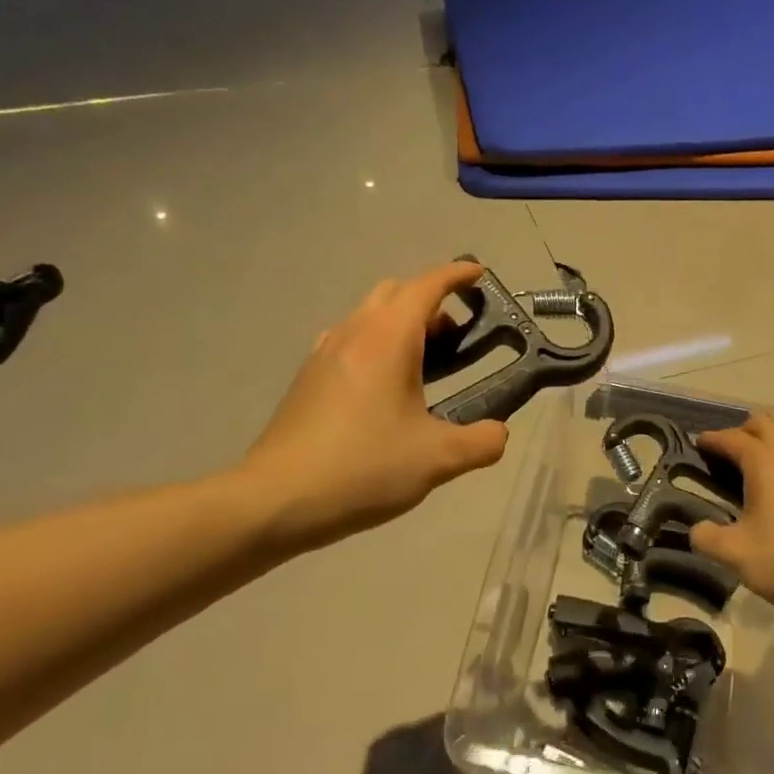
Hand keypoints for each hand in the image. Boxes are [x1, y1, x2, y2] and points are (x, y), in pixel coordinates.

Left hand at [239, 262, 508, 554]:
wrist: (276, 499)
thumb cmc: (363, 467)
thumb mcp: (437, 460)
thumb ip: (481, 442)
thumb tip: (497, 433)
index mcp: (387, 339)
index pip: (426, 286)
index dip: (456, 275)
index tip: (480, 274)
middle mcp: (353, 333)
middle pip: (395, 292)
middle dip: (430, 299)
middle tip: (457, 334)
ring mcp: (324, 353)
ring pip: (369, 315)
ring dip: (401, 321)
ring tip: (425, 361)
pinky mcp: (308, 378)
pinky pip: (350, 339)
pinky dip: (376, 343)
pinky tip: (384, 386)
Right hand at [690, 414, 773, 622]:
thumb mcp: (734, 552)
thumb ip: (706, 537)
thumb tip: (697, 530)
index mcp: (765, 463)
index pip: (733, 438)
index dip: (712, 439)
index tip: (696, 444)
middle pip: (764, 425)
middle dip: (740, 432)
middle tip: (722, 454)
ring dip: (762, 449)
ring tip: (743, 475)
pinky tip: (770, 497)